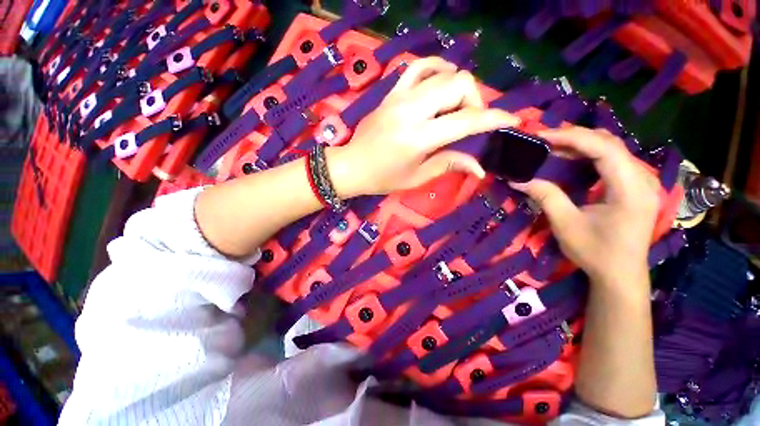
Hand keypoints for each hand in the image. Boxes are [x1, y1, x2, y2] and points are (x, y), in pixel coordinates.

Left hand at [328, 57, 519, 196]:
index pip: (466, 120)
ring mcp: (399, 97)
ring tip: (454, 106)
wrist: (352, 166)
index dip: (494, 118)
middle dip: (474, 101)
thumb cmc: (383, 178)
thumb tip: (479, 168)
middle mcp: (411, 111)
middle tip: (468, 121)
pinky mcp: (390, 93)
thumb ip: (449, 164)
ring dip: (457, 86)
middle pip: (458, 84)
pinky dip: (435, 70)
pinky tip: (439, 84)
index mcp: (419, 138)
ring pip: (442, 71)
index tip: (512, 119)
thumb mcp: (417, 177)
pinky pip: (417, 67)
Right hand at [512, 127, 660, 284]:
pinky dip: (590, 154)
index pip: (604, 148)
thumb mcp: (566, 224)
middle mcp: (642, 179)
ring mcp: (641, 181)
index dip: (572, 137)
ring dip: (582, 143)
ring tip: (553, 146)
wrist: (620, 275)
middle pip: (610, 143)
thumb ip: (546, 196)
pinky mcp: (634, 186)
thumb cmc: (596, 252)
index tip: (541, 136)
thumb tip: (519, 180)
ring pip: (612, 148)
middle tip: (544, 140)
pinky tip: (572, 158)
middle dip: (575, 137)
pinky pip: (613, 160)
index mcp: (630, 189)